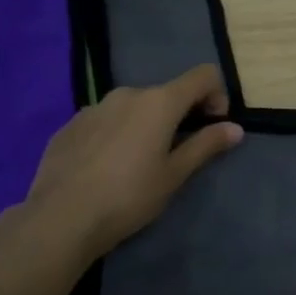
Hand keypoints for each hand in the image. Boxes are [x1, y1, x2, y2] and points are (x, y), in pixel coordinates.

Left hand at [0, 66, 241, 294]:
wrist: (60, 218)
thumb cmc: (128, 197)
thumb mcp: (174, 175)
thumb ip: (206, 146)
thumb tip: (235, 128)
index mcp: (159, 102)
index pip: (203, 76)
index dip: (217, 96)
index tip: (212, 127)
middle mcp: (127, 94)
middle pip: (166, 93)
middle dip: (179, 115)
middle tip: (176, 153)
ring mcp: (94, 106)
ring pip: (133, 107)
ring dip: (145, 124)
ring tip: (137, 164)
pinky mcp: (70, 124)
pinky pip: (105, 120)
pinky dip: (116, 134)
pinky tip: (106, 168)